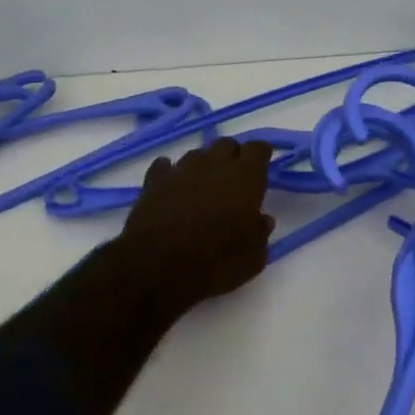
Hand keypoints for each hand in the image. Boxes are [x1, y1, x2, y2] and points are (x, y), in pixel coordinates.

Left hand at [116, 139, 275, 312]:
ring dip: (204, 167)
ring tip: (204, 189)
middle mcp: (213, 165)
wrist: (156, 269)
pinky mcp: (152, 182)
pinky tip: (173, 189)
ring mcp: (180, 170)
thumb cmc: (215, 264)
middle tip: (235, 181)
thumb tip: (261, 219)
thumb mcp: (253, 258)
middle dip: (233, 158)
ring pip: (197, 155)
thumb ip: (260, 233)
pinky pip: (165, 167)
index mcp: (244, 178)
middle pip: (227, 145)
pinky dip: (172, 174)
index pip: (258, 148)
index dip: (261, 157)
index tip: (262, 170)